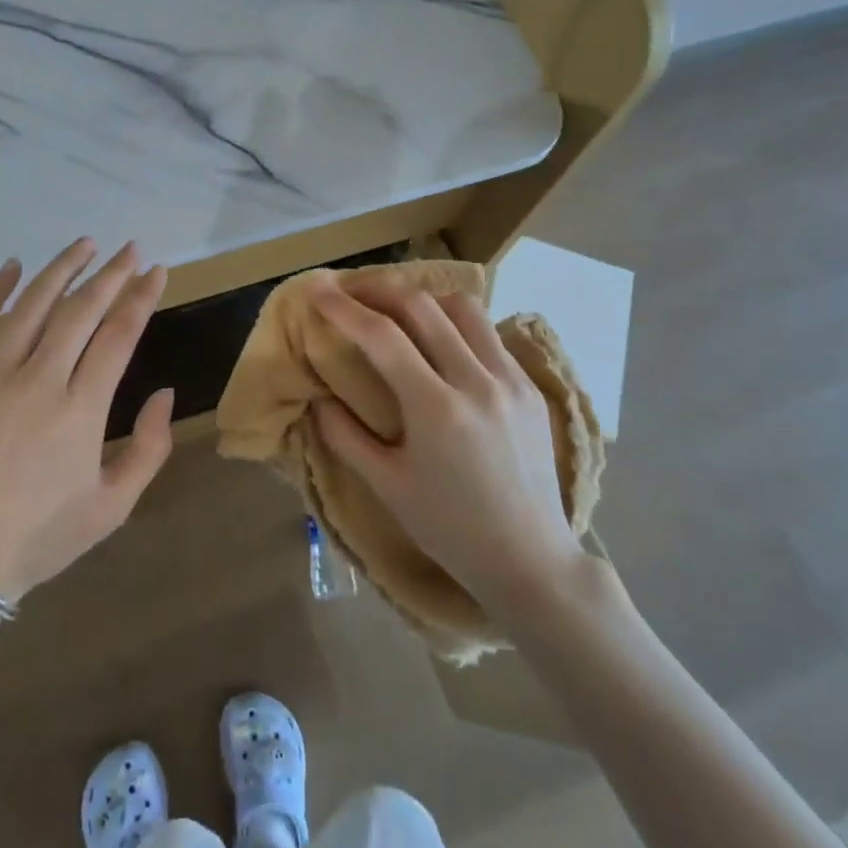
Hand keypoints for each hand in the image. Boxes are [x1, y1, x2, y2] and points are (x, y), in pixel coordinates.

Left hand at [0, 239, 174, 601]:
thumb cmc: (44, 536)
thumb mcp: (114, 505)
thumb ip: (150, 447)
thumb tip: (164, 392)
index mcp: (80, 411)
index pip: (118, 335)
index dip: (141, 298)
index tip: (156, 271)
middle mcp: (36, 383)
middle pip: (80, 311)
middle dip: (111, 275)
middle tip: (130, 250)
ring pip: (30, 308)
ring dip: (61, 270)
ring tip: (85, 245)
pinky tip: (12, 267)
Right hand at [309, 281, 582, 613]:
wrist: (530, 559)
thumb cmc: (450, 529)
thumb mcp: (387, 487)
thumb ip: (345, 436)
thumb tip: (317, 399)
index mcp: (437, 409)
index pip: (382, 336)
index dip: (343, 308)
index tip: (316, 288)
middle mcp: (477, 381)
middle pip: (422, 306)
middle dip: (379, 288)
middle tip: (349, 288)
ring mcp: (511, 380)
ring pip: (463, 308)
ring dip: (422, 298)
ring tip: (395, 308)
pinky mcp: (531, 388)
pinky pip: (489, 334)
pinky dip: (456, 323)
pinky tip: (440, 340)